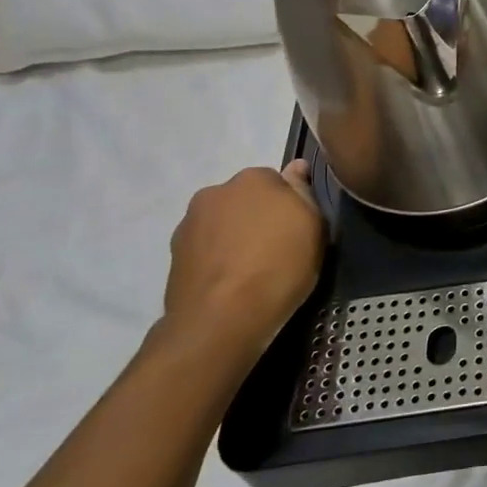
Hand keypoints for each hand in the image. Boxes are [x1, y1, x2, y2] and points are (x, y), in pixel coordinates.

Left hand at [162, 159, 325, 366]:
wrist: (222, 319)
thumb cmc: (279, 267)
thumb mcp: (313, 228)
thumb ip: (303, 192)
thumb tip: (296, 167)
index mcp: (253, 178)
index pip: (276, 181)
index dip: (288, 205)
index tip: (297, 229)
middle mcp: (216, 192)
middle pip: (245, 199)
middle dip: (257, 217)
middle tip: (276, 249)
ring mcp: (189, 223)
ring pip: (222, 223)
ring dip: (234, 237)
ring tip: (250, 270)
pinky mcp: (173, 255)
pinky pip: (205, 248)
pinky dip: (217, 259)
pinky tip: (230, 283)